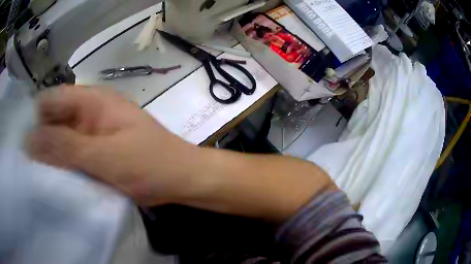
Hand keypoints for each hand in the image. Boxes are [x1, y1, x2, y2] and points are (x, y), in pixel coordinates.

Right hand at [28, 86, 200, 205]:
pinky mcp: (98, 153)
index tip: (23, 140)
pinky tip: (56, 180)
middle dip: (42, 139)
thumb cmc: (150, 163)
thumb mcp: (104, 155)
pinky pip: (74, 156)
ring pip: (63, 140)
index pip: (54, 99)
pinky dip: (65, 166)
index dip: (36, 116)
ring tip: (38, 175)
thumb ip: (65, 147)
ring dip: (52, 155)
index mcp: (93, 102)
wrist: (181, 178)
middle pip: (56, 120)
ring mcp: (94, 134)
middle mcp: (90, 114)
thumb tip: (30, 140)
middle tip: (28, 165)